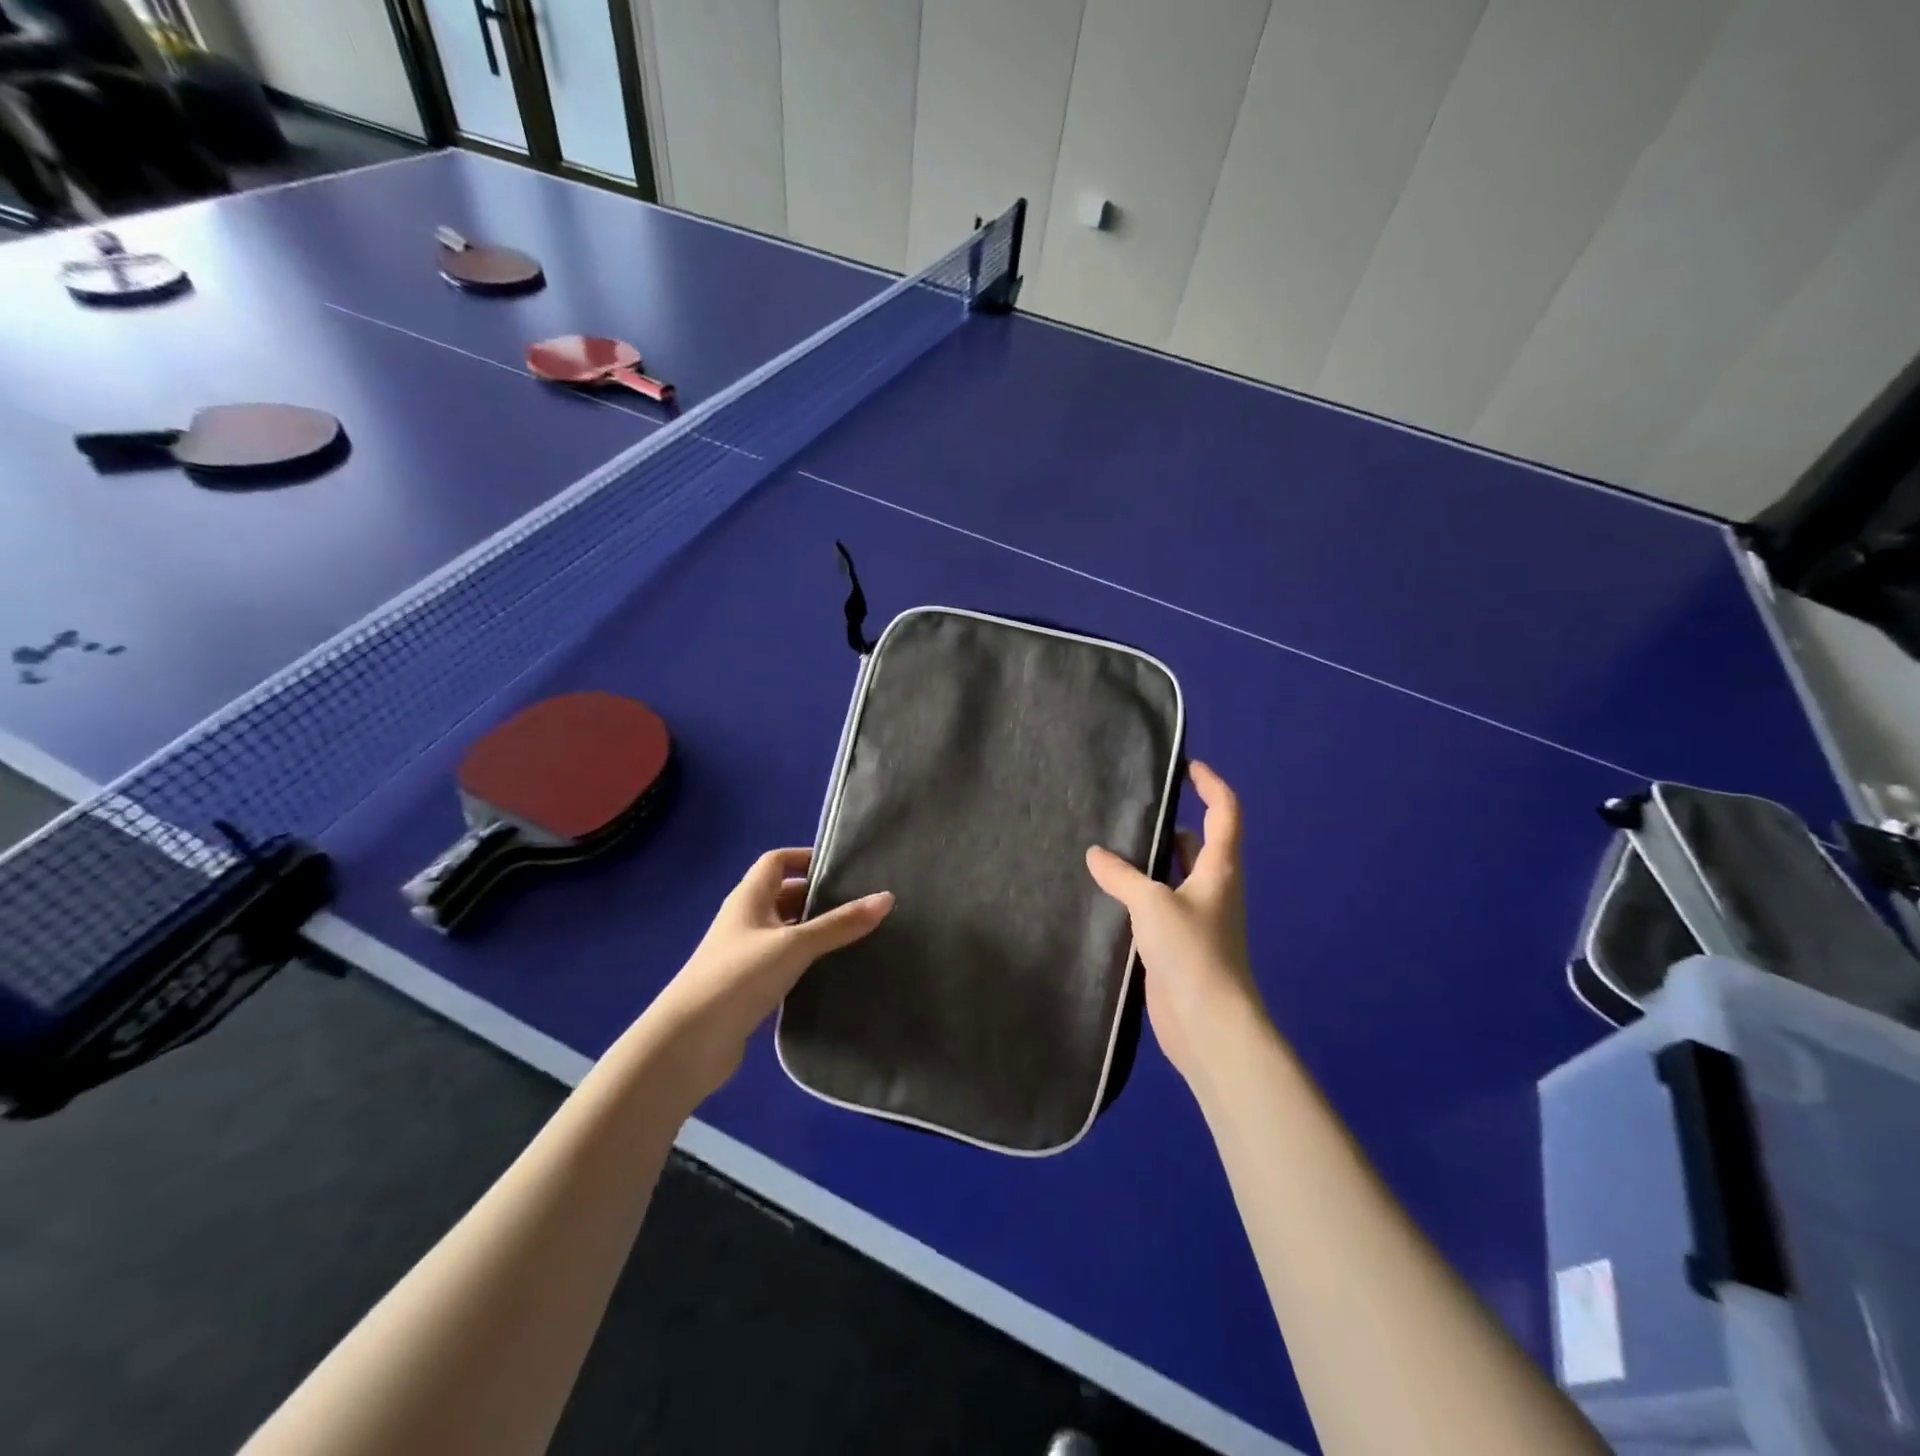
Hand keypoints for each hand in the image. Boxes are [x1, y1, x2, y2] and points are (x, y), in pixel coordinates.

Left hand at [641, 848, 891, 1103]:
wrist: (688, 1043)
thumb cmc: (739, 977)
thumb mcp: (794, 945)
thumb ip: (840, 924)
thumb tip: (887, 897)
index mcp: (749, 897)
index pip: (777, 861)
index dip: (806, 858)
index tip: (843, 867)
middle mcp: (745, 920)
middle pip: (784, 896)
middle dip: (818, 897)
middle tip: (860, 903)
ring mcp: (744, 954)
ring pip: (786, 932)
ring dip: (814, 932)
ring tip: (856, 935)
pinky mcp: (748, 987)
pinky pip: (783, 963)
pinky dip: (805, 962)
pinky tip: (832, 971)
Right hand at [1086, 762, 1266, 1086]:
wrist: (1209, 1024)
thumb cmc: (1192, 952)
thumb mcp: (1152, 904)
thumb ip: (1121, 876)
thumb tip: (1095, 854)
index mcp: (1219, 869)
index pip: (1225, 811)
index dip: (1210, 784)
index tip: (1185, 766)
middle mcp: (1212, 888)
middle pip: (1196, 843)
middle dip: (1169, 824)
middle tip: (1128, 809)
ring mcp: (1196, 918)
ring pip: (1173, 876)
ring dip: (1149, 862)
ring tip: (1108, 846)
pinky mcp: (1177, 944)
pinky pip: (1157, 906)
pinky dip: (1138, 894)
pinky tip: (1106, 894)